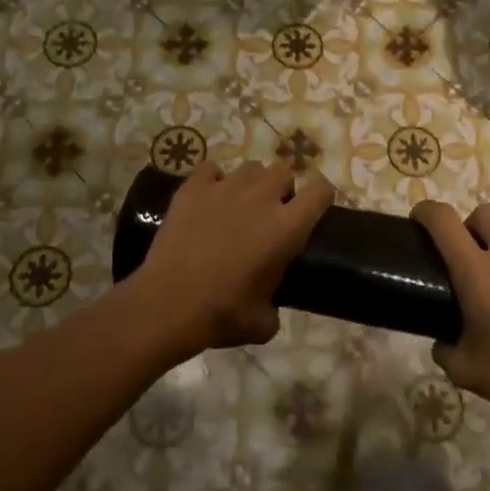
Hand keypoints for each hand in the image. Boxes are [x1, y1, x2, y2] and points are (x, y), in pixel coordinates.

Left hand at [137, 161, 334, 355]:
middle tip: (271, 214)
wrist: (168, 304)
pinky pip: (210, 169)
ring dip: (251, 183)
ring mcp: (225, 187)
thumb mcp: (263, 323)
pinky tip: (207, 199)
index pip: (320, 191)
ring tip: (239, 205)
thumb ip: (275, 307)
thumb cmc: (222, 314)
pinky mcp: (193, 188)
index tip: (314, 211)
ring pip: (250, 167)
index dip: (321, 198)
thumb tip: (269, 306)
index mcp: (287, 227)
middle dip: (282, 189)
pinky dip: (213, 180)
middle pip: (284, 172)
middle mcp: (261, 197)